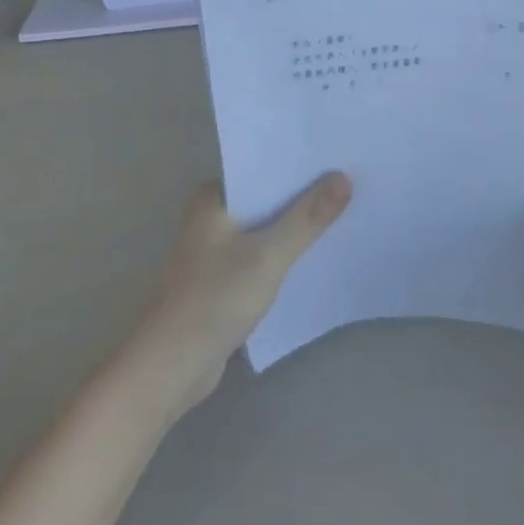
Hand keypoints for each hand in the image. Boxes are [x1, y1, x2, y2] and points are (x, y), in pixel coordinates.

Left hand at [126, 175, 351, 414]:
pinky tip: (317, 252)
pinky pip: (263, 254)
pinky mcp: (224, 279)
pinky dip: (286, 252)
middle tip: (353, 182)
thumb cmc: (214, 300)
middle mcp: (213, 216)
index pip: (264, 168)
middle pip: (268, 197)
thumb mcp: (268, 255)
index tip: (340, 157)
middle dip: (305, 194)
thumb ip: (307, 217)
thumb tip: (343, 177)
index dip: (301, 163)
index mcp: (214, 198)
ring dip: (297, 225)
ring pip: (267, 227)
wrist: (170, 368)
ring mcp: (217, 249)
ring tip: (345, 211)